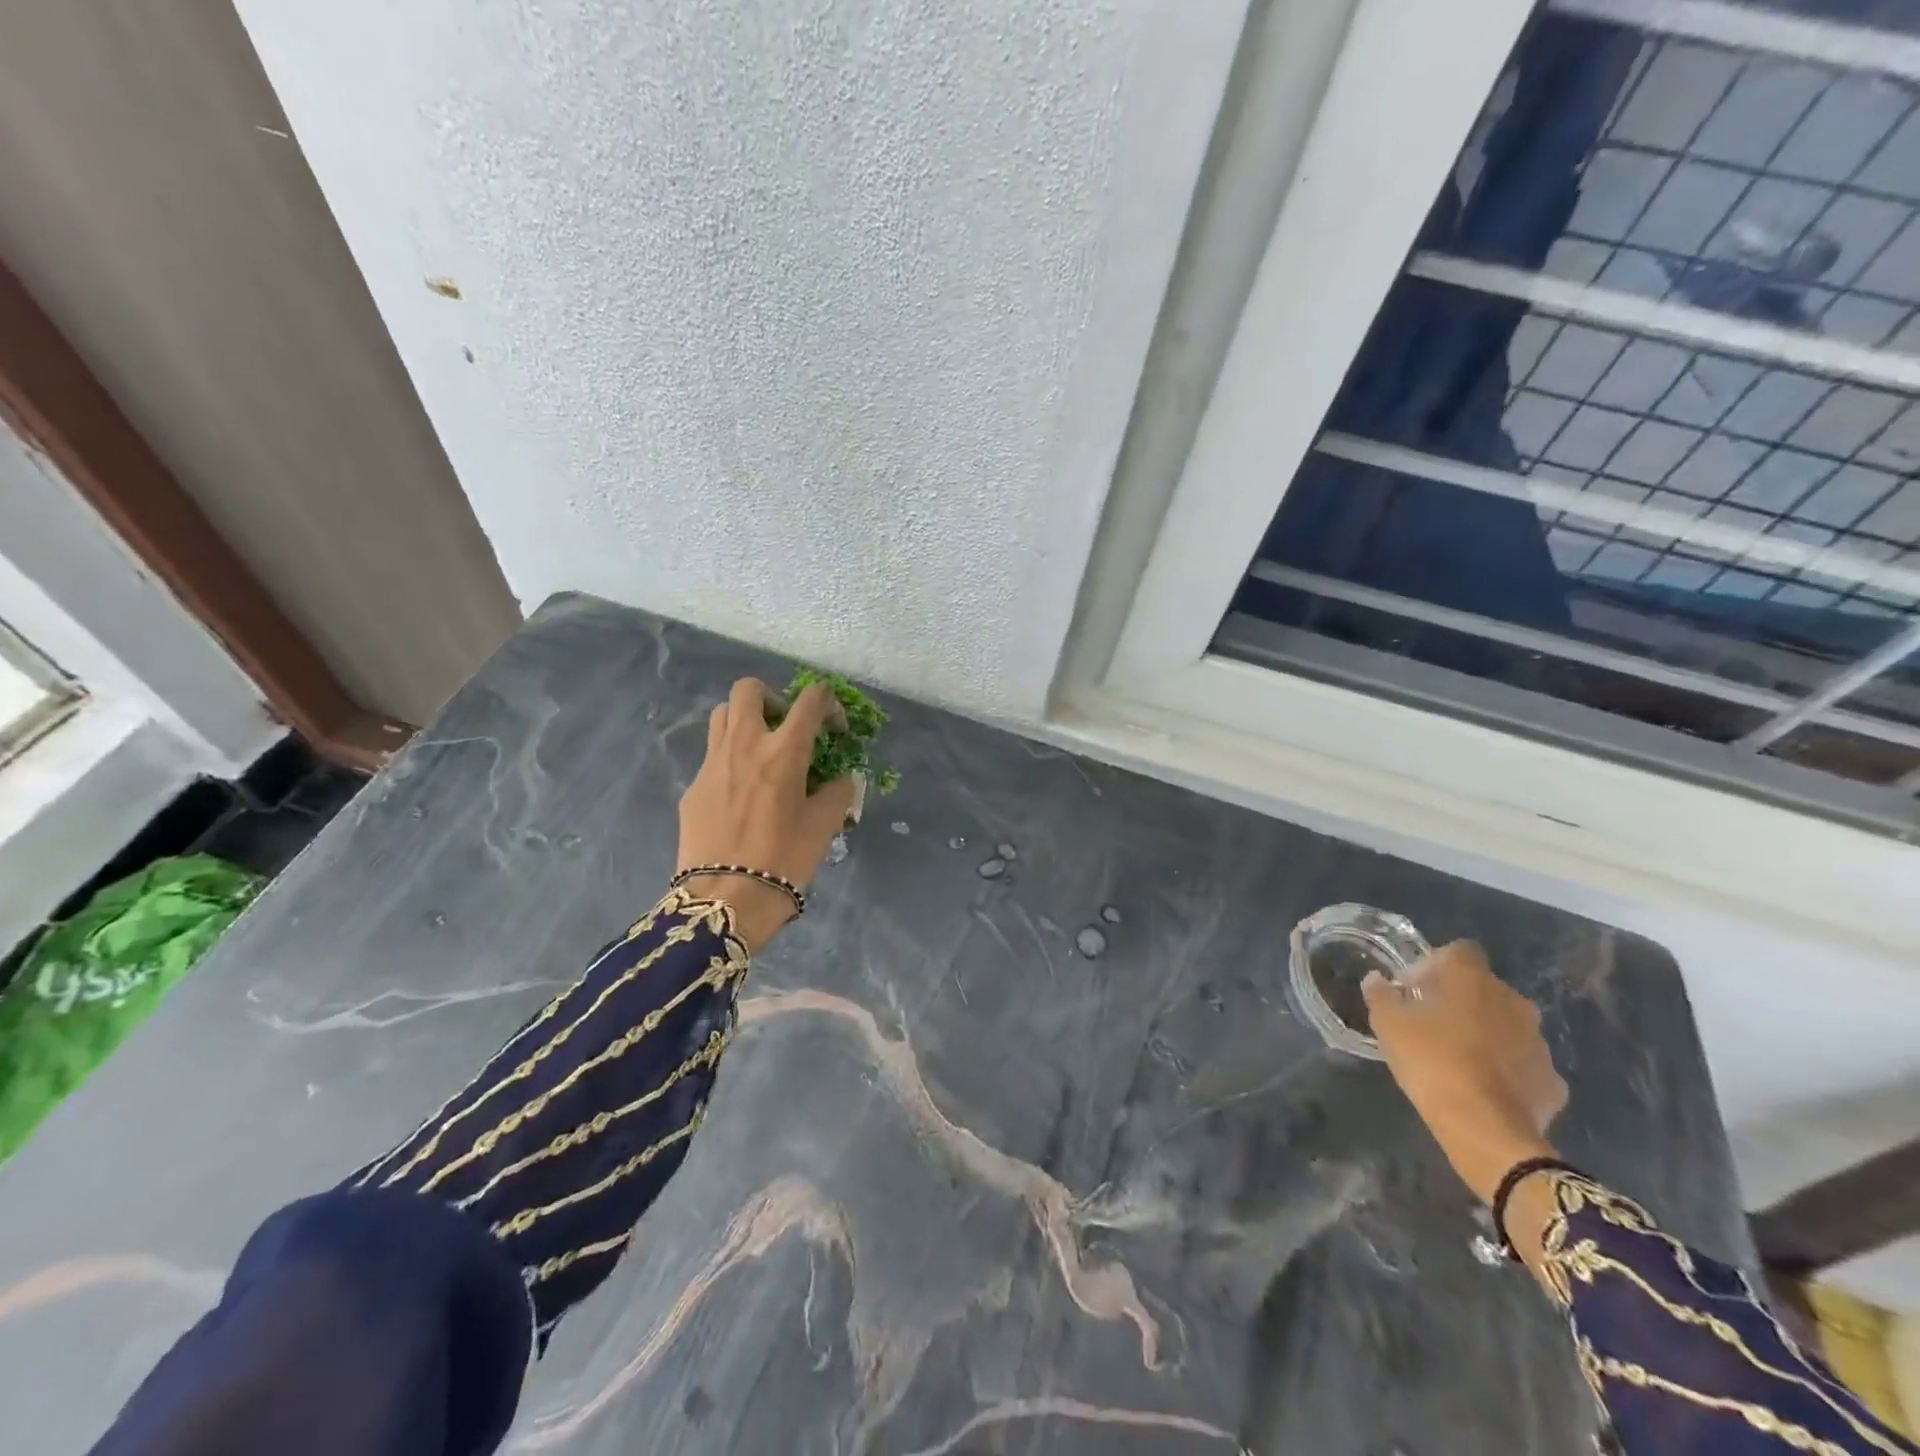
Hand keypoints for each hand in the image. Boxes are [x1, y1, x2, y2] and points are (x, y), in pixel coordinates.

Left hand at [676, 678, 858, 950]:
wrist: (726, 898)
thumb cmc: (784, 859)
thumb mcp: (824, 826)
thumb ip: (838, 793)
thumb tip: (842, 779)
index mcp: (784, 750)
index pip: (811, 700)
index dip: (829, 704)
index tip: (834, 728)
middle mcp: (744, 744)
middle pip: (749, 690)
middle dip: (772, 698)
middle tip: (786, 728)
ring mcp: (712, 763)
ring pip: (722, 715)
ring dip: (744, 721)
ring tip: (761, 753)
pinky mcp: (692, 787)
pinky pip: (712, 756)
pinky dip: (730, 760)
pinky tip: (741, 794)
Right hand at [1362, 942, 1567, 1203]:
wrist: (1486, 1130)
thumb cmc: (1432, 1061)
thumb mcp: (1388, 1024)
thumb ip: (1380, 995)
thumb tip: (1376, 980)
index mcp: (1474, 980)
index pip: (1459, 951)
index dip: (1435, 964)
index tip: (1415, 990)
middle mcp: (1513, 1002)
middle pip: (1484, 988)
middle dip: (1459, 1000)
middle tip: (1430, 1024)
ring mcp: (1539, 1043)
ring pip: (1507, 1025)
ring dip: (1485, 1033)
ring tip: (1456, 1059)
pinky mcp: (1552, 1081)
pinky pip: (1523, 1064)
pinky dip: (1506, 1069)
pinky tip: (1483, 1088)